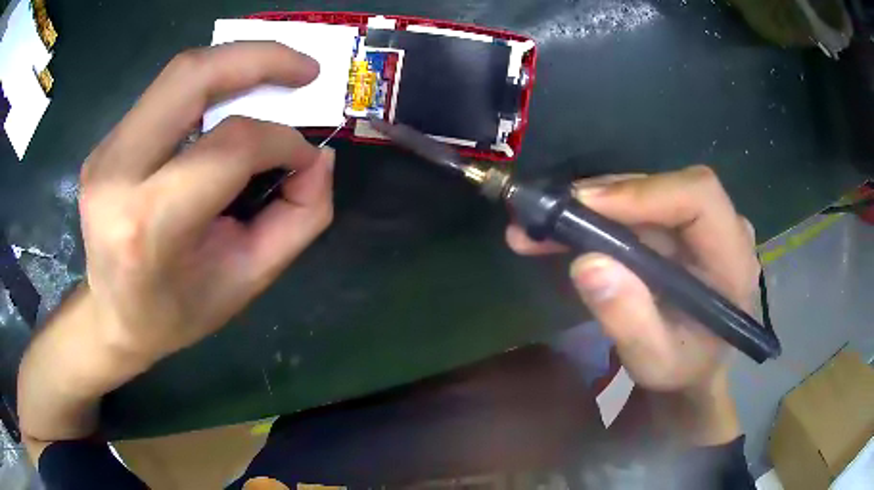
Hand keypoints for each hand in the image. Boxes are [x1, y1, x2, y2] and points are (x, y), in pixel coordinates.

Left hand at [78, 42, 333, 364]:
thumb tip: (318, 157)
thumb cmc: (177, 311)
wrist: (114, 318)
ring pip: (178, 74)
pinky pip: (164, 94)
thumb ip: (299, 218)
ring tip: (273, 74)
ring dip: (235, 63)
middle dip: (260, 57)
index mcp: (150, 223)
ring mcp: (105, 152)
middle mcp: (118, 173)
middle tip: (306, 68)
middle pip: (192, 77)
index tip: (305, 155)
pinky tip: (227, 101)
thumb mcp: (248, 280)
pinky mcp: (105, 143)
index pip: (229, 146)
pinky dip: (207, 85)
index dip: (281, 140)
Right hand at [506, 166, 759, 395]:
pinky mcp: (677, 226)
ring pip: (644, 192)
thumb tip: (588, 263)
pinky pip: (636, 208)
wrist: (692, 368)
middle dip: (604, 198)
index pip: (699, 197)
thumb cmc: (683, 370)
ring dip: (591, 206)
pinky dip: (596, 217)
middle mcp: (722, 228)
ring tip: (540, 228)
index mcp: (733, 260)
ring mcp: (699, 224)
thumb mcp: (655, 362)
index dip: (644, 192)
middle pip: (665, 186)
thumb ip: (630, 320)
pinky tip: (560, 231)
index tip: (586, 207)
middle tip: (548, 216)